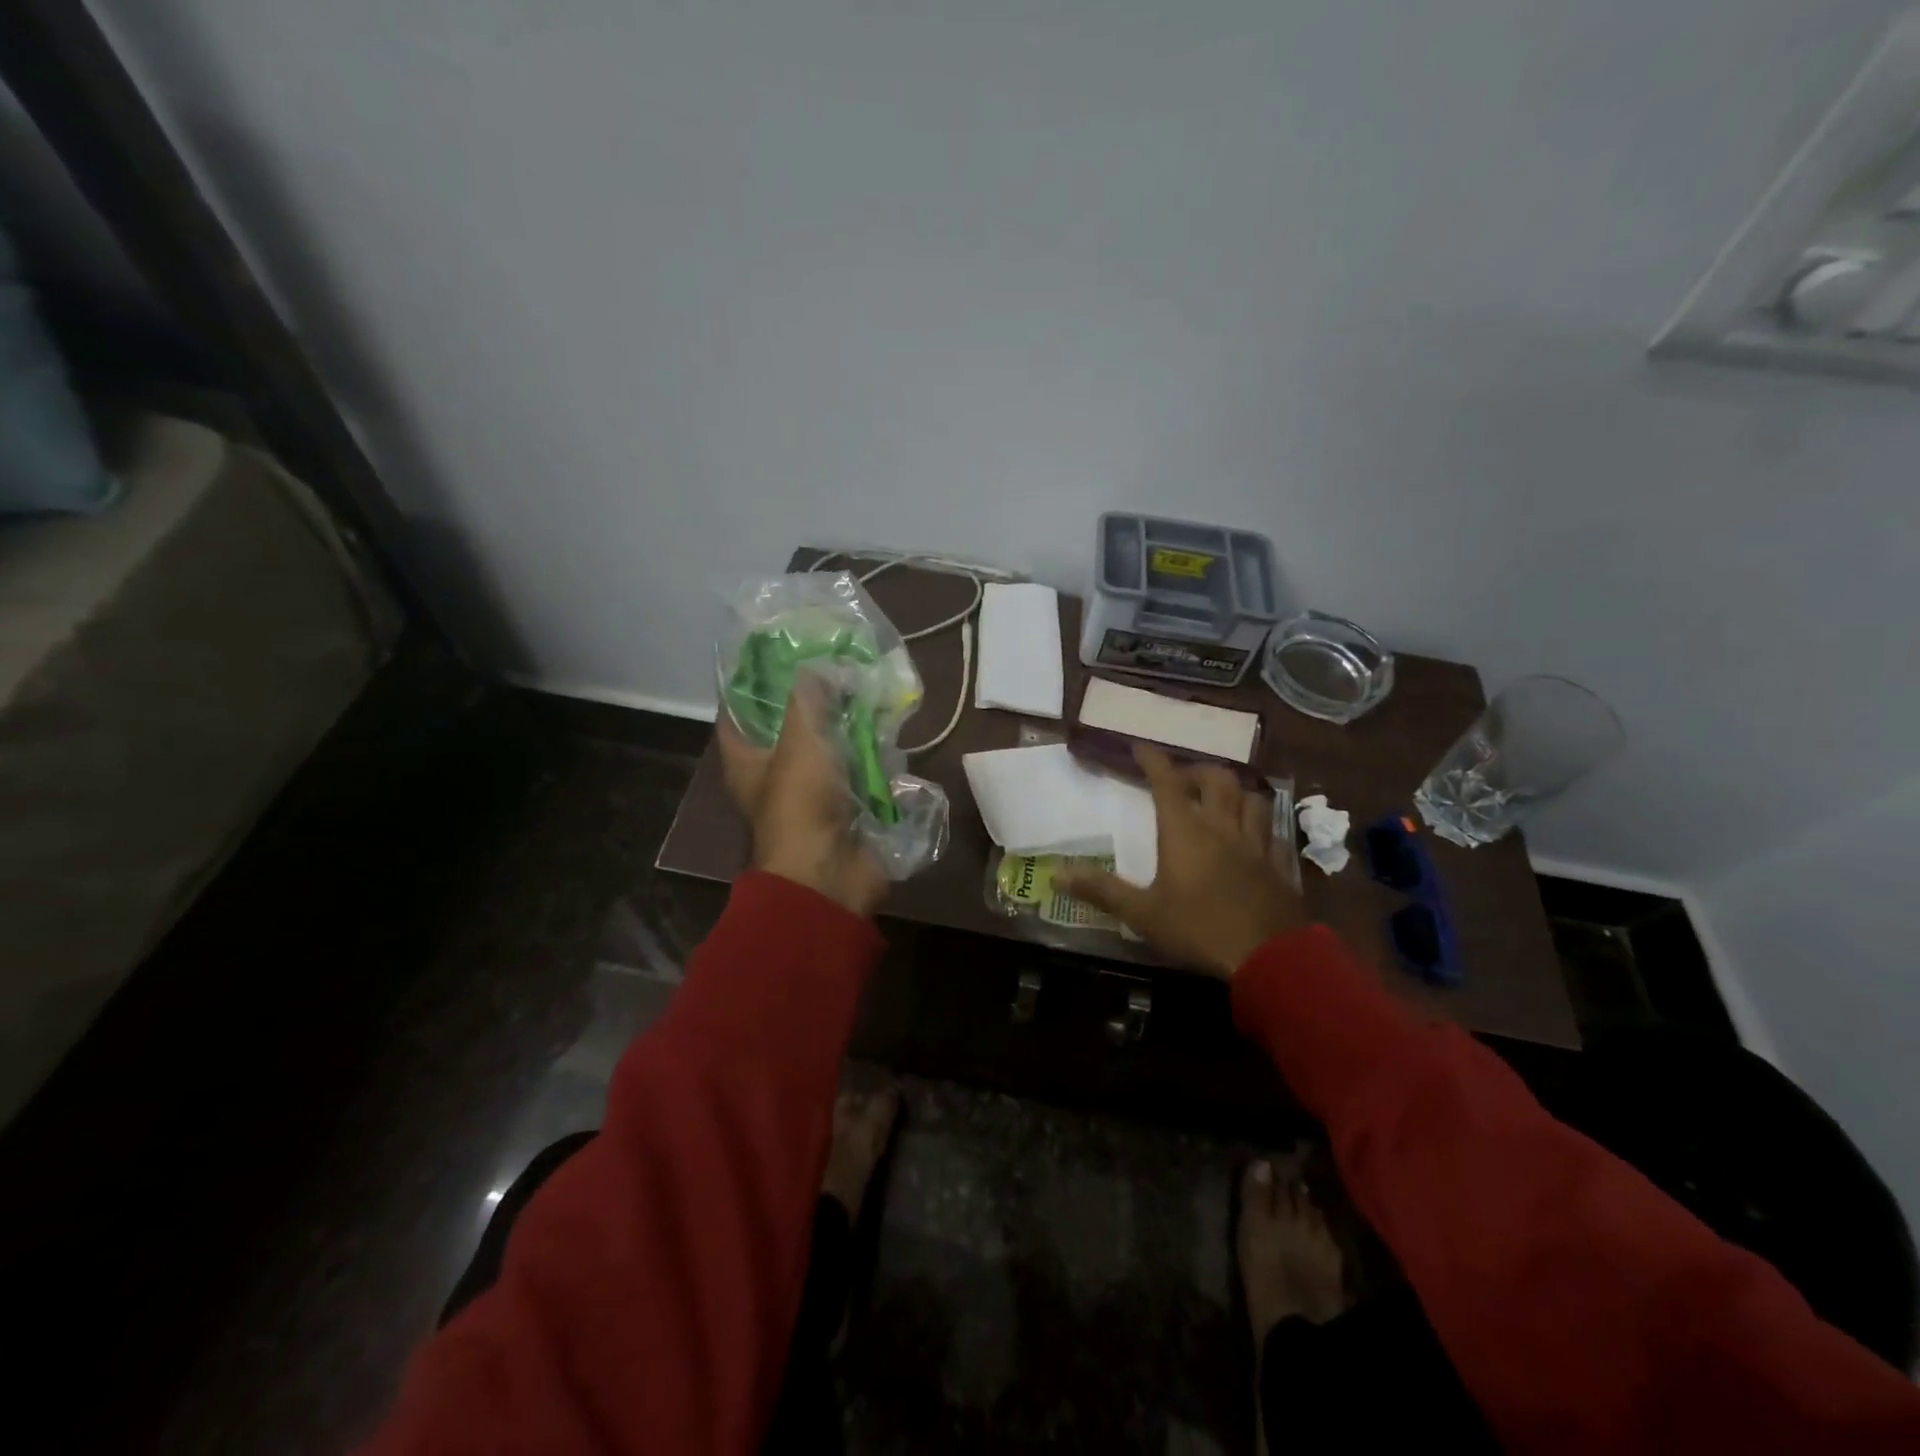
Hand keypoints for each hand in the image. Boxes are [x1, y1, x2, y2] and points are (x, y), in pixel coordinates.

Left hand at [717, 676, 888, 917]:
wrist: (831, 874)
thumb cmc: (802, 803)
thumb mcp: (800, 742)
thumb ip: (806, 701)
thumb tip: (814, 668)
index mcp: (747, 761)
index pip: (736, 714)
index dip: (749, 684)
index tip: (774, 654)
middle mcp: (774, 775)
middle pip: (788, 728)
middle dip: (812, 700)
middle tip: (834, 665)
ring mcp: (812, 793)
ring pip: (827, 748)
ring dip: (846, 725)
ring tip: (866, 686)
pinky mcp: (845, 807)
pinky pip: (857, 771)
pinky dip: (871, 753)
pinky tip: (887, 727)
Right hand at [1057, 745, 1306, 977]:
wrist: (1271, 957)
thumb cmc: (1200, 929)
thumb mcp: (1143, 914)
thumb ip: (1101, 891)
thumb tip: (1056, 875)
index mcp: (1185, 831)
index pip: (1167, 781)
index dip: (1153, 759)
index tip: (1139, 746)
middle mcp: (1222, 827)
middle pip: (1216, 779)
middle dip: (1197, 770)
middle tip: (1182, 779)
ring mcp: (1255, 844)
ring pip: (1251, 798)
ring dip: (1234, 791)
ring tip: (1221, 800)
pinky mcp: (1279, 864)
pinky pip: (1271, 830)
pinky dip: (1259, 822)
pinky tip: (1253, 835)